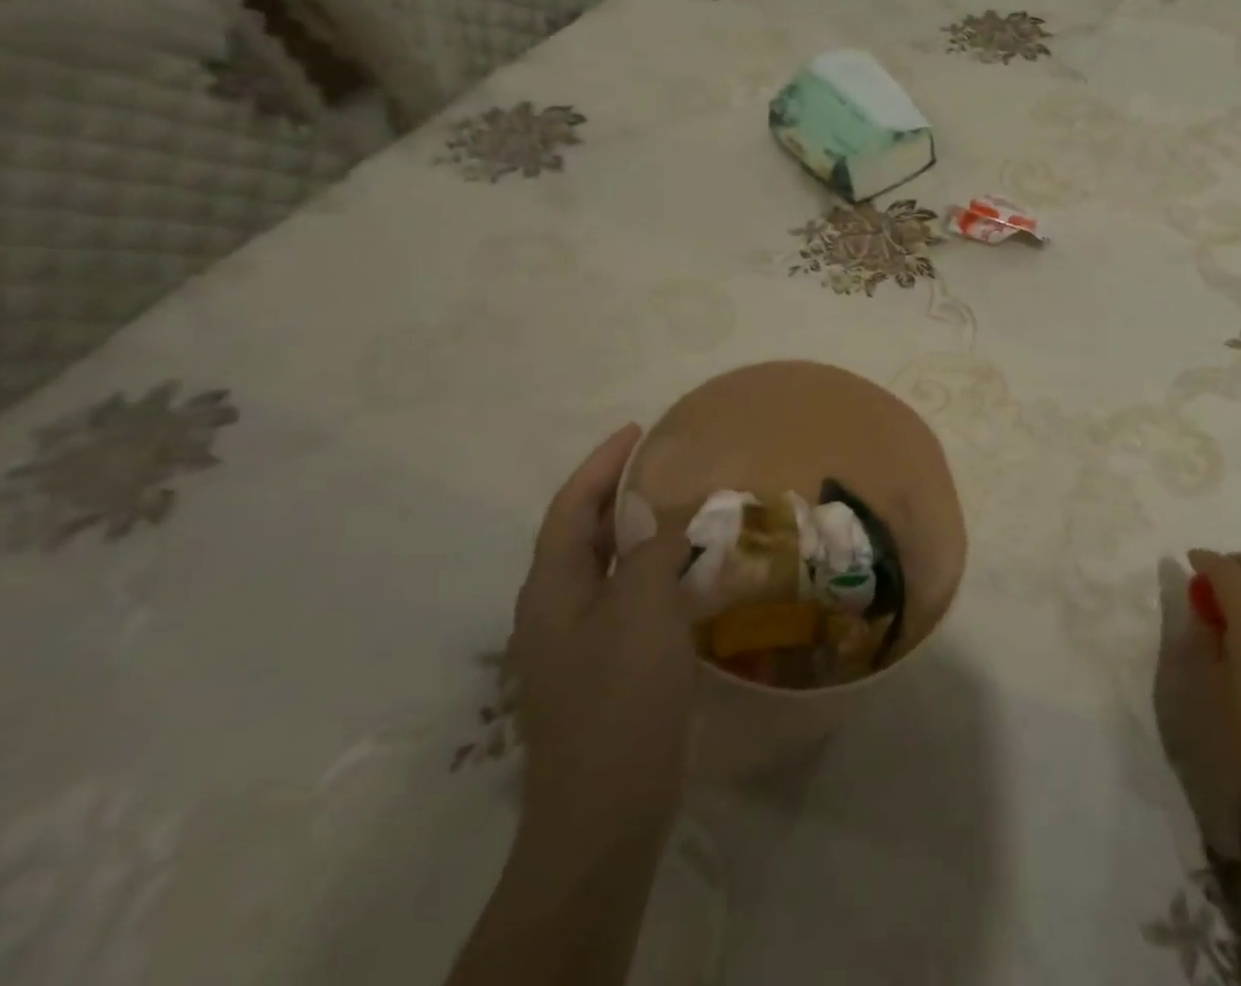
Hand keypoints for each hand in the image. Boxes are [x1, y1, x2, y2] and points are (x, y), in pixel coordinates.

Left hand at [511, 421, 695, 855]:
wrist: (607, 808)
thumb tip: (674, 515)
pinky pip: (628, 600)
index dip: (602, 464)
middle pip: (584, 534)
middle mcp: (556, 609)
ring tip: (684, 510)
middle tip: (668, 466)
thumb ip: (655, 548)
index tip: (638, 431)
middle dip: (620, 495)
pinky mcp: (605, 670)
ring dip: (640, 534)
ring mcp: (578, 644)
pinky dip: (654, 573)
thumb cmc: (620, 695)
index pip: (571, 506)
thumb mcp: (641, 607)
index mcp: (551, 588)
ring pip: (608, 568)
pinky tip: (689, 575)